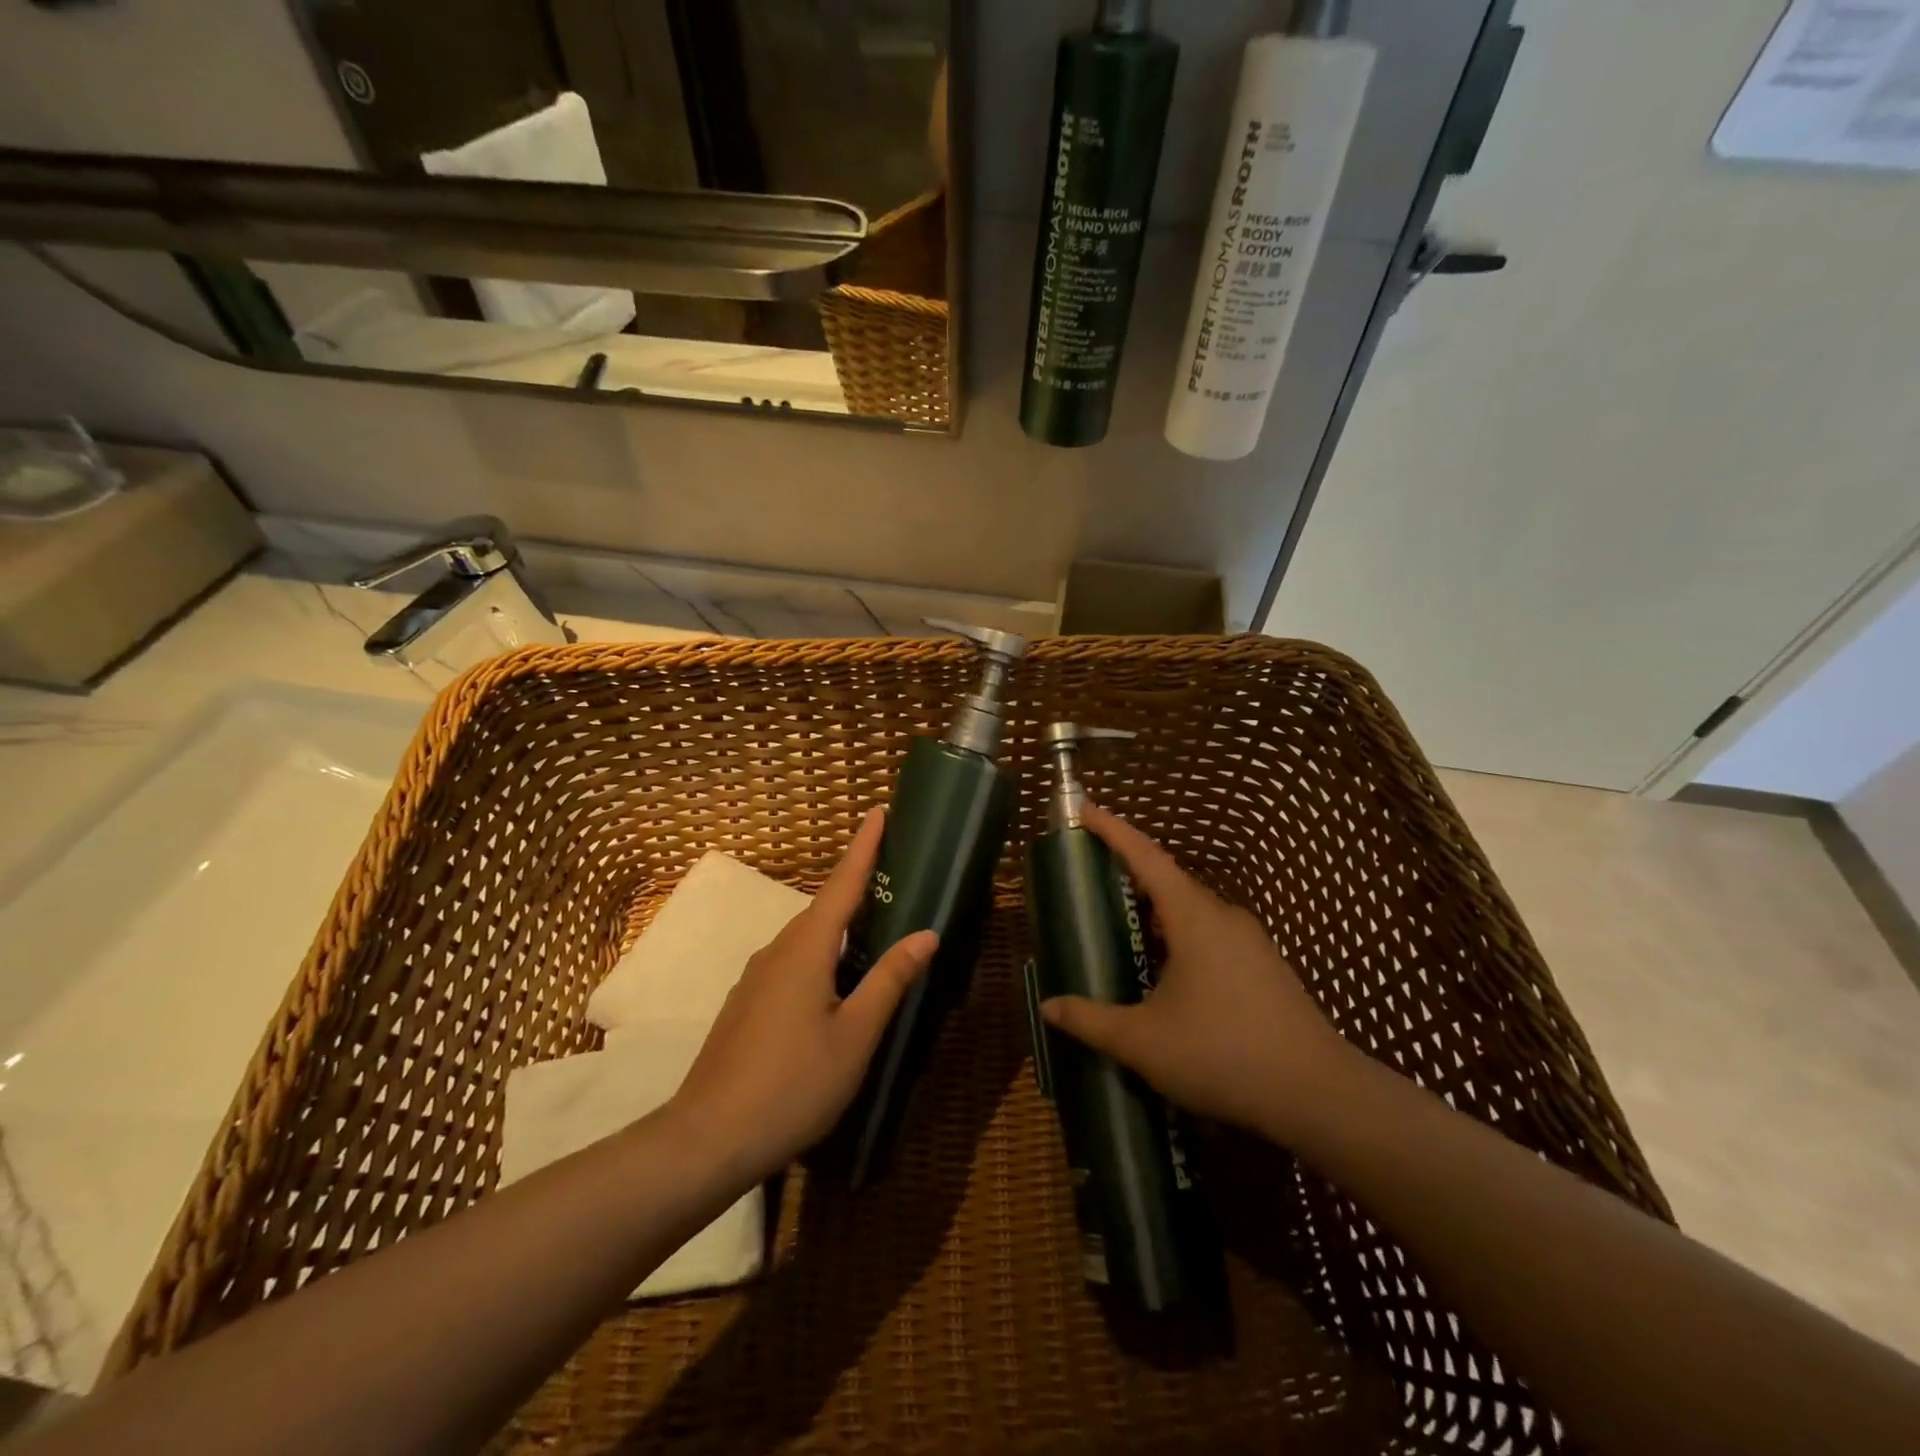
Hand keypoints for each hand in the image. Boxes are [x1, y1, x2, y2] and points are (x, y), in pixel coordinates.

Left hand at [668, 808, 936, 1185]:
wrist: (707, 1139)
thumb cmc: (793, 1084)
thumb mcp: (855, 1035)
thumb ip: (890, 980)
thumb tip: (926, 933)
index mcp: (806, 949)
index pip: (842, 884)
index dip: (863, 847)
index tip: (877, 810)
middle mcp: (777, 951)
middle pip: (823, 908)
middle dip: (857, 886)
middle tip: (893, 873)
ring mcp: (756, 978)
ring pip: (807, 939)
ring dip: (840, 926)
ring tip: (874, 927)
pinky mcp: (747, 1004)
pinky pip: (793, 962)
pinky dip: (822, 956)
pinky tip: (836, 983)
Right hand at [1040, 806, 1354, 1144]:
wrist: (1317, 1095)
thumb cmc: (1221, 1054)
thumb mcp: (1143, 1042)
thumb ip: (1091, 1020)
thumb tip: (1048, 1007)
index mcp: (1193, 917)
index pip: (1145, 857)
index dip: (1113, 830)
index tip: (1085, 809)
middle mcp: (1224, 917)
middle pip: (1169, 882)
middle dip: (1131, 875)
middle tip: (1094, 880)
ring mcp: (1251, 942)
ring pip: (1193, 913)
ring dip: (1157, 913)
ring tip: (1125, 930)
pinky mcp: (1266, 968)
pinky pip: (1212, 936)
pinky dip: (1181, 938)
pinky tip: (1170, 976)